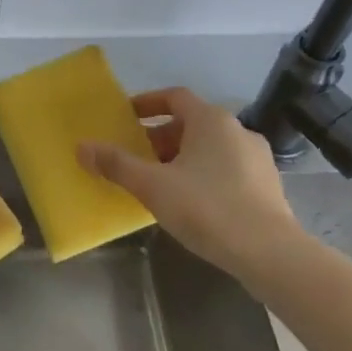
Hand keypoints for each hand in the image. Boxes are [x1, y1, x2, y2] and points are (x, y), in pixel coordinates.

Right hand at [78, 87, 299, 278]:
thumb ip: (116, 164)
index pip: (175, 97)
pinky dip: (204, 175)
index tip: (126, 117)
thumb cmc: (206, 208)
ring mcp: (257, 158)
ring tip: (159, 184)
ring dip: (182, 158)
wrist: (269, 253)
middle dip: (160, 138)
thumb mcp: (152, 186)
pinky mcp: (268, 185)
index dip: (147, 103)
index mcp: (211, 121)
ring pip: (210, 148)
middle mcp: (238, 130)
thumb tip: (82, 147)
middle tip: (136, 159)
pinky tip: (191, 203)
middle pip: (191, 124)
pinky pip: (227, 169)